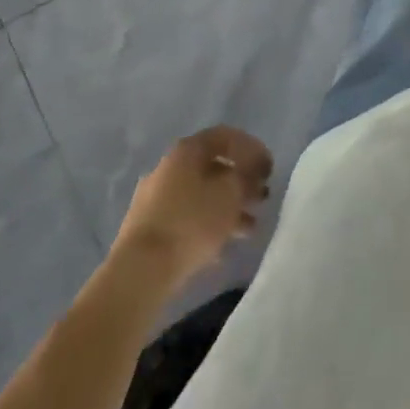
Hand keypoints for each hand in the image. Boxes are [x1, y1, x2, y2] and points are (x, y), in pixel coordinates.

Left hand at [114, 126, 273, 280]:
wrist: (140, 272)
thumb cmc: (192, 222)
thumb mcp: (231, 193)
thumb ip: (247, 176)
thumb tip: (251, 173)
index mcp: (187, 150)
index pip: (226, 137)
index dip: (252, 149)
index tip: (269, 169)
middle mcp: (169, 167)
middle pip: (213, 167)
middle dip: (241, 182)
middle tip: (262, 198)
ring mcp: (155, 198)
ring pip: (201, 195)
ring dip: (228, 207)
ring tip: (250, 228)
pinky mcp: (149, 229)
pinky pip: (187, 219)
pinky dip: (209, 227)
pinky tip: (225, 248)